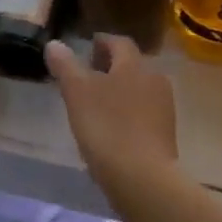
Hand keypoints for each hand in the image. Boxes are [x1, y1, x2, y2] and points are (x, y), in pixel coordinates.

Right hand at [45, 35, 177, 190]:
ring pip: (138, 89)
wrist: (144, 179)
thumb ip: (65, 65)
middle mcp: (154, 79)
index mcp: (134, 64)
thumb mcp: (77, 92)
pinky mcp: (166, 134)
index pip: (119, 42)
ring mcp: (164, 108)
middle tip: (87, 77)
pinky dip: (128, 113)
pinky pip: (144, 112)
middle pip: (131, 65)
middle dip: (110, 67)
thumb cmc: (107, 127)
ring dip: (120, 91)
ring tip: (96, 105)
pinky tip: (112, 129)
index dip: (101, 42)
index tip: (86, 49)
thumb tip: (54, 43)